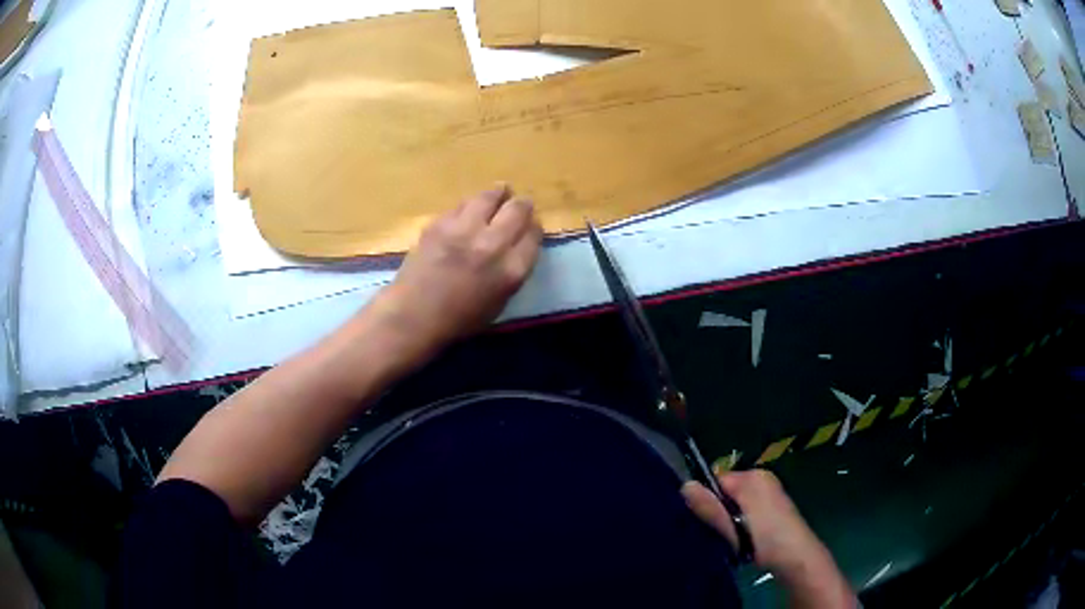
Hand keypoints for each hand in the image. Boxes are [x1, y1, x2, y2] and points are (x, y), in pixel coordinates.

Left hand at [373, 184, 542, 354]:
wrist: (414, 315)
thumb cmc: (459, 320)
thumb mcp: (499, 302)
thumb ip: (512, 272)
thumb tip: (516, 247)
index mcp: (511, 270)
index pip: (533, 235)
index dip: (534, 227)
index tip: (531, 225)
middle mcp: (492, 244)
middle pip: (517, 210)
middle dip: (523, 205)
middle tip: (521, 203)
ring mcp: (464, 230)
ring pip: (489, 197)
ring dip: (498, 193)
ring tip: (501, 191)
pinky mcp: (440, 223)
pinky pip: (462, 205)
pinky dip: (471, 204)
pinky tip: (470, 208)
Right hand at [682, 470, 855, 607]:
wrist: (796, 558)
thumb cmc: (767, 536)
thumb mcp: (735, 522)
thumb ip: (712, 506)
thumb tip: (685, 485)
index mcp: (755, 476)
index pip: (716, 479)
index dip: (706, 499)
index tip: (701, 519)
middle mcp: (761, 481)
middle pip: (724, 493)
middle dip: (716, 511)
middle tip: (716, 532)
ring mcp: (766, 498)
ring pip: (732, 506)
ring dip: (726, 522)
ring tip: (726, 539)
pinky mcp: (767, 514)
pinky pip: (742, 514)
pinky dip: (736, 527)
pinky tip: (737, 542)